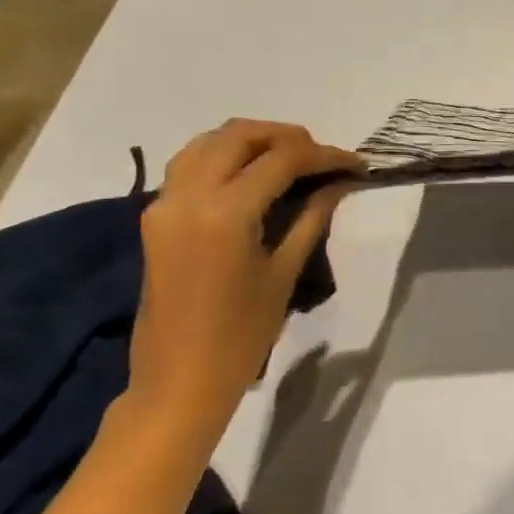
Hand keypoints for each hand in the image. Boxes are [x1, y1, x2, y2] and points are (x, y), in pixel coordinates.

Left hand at [128, 120, 360, 436]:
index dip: (325, 155)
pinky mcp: (156, 217)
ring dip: (252, 140)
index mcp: (225, 212)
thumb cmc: (243, 334)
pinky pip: (190, 164)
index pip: (282, 160)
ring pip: (208, 142)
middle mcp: (188, 195)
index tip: (357, 163)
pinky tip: (253, 175)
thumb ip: (310, 218)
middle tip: (323, 156)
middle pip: (239, 136)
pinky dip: (224, 156)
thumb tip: (338, 184)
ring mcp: (164, 203)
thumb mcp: (284, 273)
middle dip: (286, 136)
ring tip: (291, 158)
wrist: (179, 378)